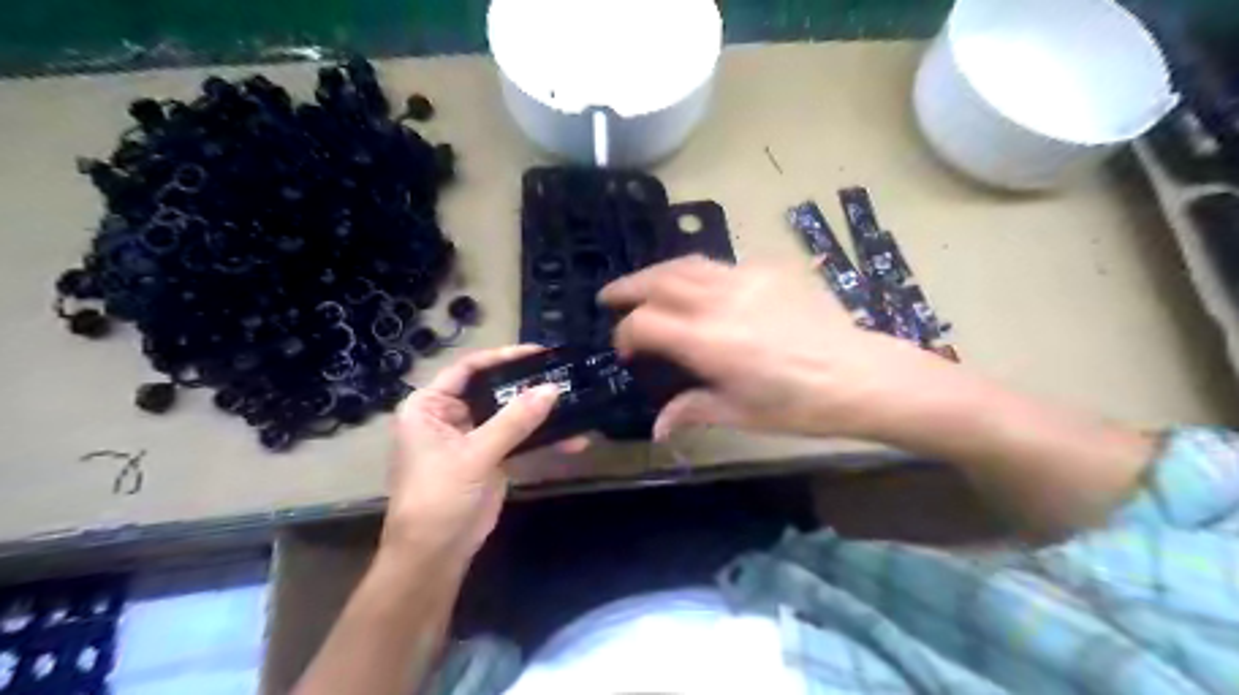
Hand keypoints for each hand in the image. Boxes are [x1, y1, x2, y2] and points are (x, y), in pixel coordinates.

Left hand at [387, 346, 577, 562]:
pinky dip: (543, 440)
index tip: (539, 352)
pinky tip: (573, 439)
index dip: (503, 357)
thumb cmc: (439, 497)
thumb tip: (553, 389)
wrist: (435, 556)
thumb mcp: (475, 455)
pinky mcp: (490, 458)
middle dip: (528, 385)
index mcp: (429, 406)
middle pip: (493, 389)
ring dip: (541, 414)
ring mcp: (472, 437)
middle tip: (563, 373)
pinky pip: (519, 440)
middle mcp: (449, 416)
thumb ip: (514, 421)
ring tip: (576, 402)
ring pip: (510, 415)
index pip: (468, 369)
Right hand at [598, 256, 955, 440]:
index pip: (645, 323)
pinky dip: (698, 273)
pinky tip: (699, 288)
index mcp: (707, 340)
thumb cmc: (800, 405)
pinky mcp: (769, 270)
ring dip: (658, 272)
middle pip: (658, 281)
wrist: (861, 376)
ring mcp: (746, 279)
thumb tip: (658, 427)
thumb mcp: (741, 413)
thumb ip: (692, 410)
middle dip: (628, 288)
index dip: (626, 334)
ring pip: (688, 263)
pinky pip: (722, 265)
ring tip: (644, 284)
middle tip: (610, 297)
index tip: (627, 351)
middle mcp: (719, 300)